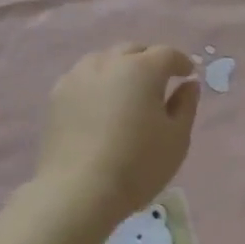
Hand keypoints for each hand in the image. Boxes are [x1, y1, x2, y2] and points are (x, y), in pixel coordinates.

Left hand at [35, 44, 199, 229]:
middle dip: (149, 60)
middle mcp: (108, 63)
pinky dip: (97, 83)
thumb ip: (186, 105)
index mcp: (142, 69)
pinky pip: (82, 77)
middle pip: (133, 50)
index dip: (181, 62)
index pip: (167, 54)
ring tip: (126, 91)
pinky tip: (100, 104)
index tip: (188, 75)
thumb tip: (188, 84)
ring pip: (104, 60)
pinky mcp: (56, 96)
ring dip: (120, 68)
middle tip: (159, 82)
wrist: (77, 193)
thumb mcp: (176, 138)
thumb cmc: (137, 165)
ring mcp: (77, 77)